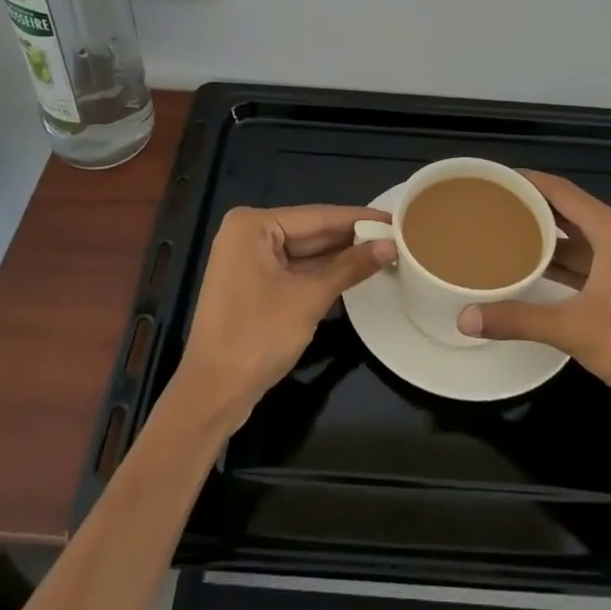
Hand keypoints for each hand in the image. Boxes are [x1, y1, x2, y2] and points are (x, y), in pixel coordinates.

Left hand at [175, 205, 395, 428]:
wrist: (213, 393)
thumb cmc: (257, 337)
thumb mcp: (309, 298)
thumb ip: (350, 267)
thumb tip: (390, 246)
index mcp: (253, 225)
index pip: (317, 216)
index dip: (359, 218)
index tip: (396, 217)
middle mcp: (248, 233)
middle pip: (311, 231)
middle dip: (352, 237)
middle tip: (397, 236)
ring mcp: (248, 259)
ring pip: (304, 252)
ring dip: (340, 256)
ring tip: (386, 251)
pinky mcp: (253, 284)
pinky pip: (294, 269)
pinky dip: (322, 273)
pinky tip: (356, 271)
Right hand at [456, 170, 610, 418]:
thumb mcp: (574, 329)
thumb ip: (519, 320)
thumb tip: (465, 318)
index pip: (562, 191)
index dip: (528, 181)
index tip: (495, 178)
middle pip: (570, 212)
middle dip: (533, 209)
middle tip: (492, 208)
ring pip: (581, 240)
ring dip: (548, 238)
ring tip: (506, 237)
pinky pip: (590, 263)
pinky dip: (564, 263)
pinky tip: (539, 274)